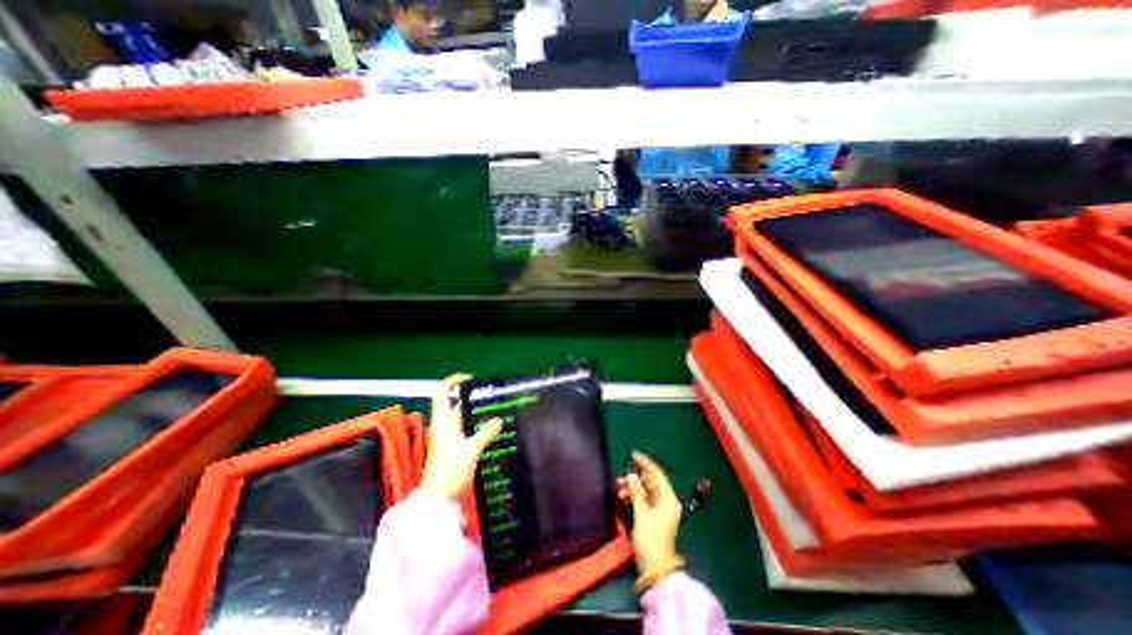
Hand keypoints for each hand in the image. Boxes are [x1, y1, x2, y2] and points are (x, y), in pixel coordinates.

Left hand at [417, 373, 500, 500]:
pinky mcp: (454, 447)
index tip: (470, 379)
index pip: (441, 394)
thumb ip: (485, 434)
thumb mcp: (470, 451)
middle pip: (453, 403)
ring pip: (461, 416)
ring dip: (475, 410)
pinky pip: (466, 428)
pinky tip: (492, 428)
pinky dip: (477, 423)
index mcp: (443, 423)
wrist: (439, 501)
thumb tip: (499, 419)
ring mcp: (449, 437)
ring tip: (495, 407)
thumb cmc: (449, 474)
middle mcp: (444, 426)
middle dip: (470, 395)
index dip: (453, 382)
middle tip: (489, 394)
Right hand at [619, 451, 678, 574]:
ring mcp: (660, 510)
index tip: (632, 455)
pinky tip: (622, 499)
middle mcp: (666, 502)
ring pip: (645, 491)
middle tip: (619, 481)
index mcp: (668, 499)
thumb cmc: (651, 541)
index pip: (657, 474)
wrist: (655, 569)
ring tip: (619, 492)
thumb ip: (636, 493)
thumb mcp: (642, 515)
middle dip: (634, 480)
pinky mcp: (653, 517)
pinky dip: (633, 498)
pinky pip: (643, 501)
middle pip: (649, 483)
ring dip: (632, 489)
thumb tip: (630, 475)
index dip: (645, 463)